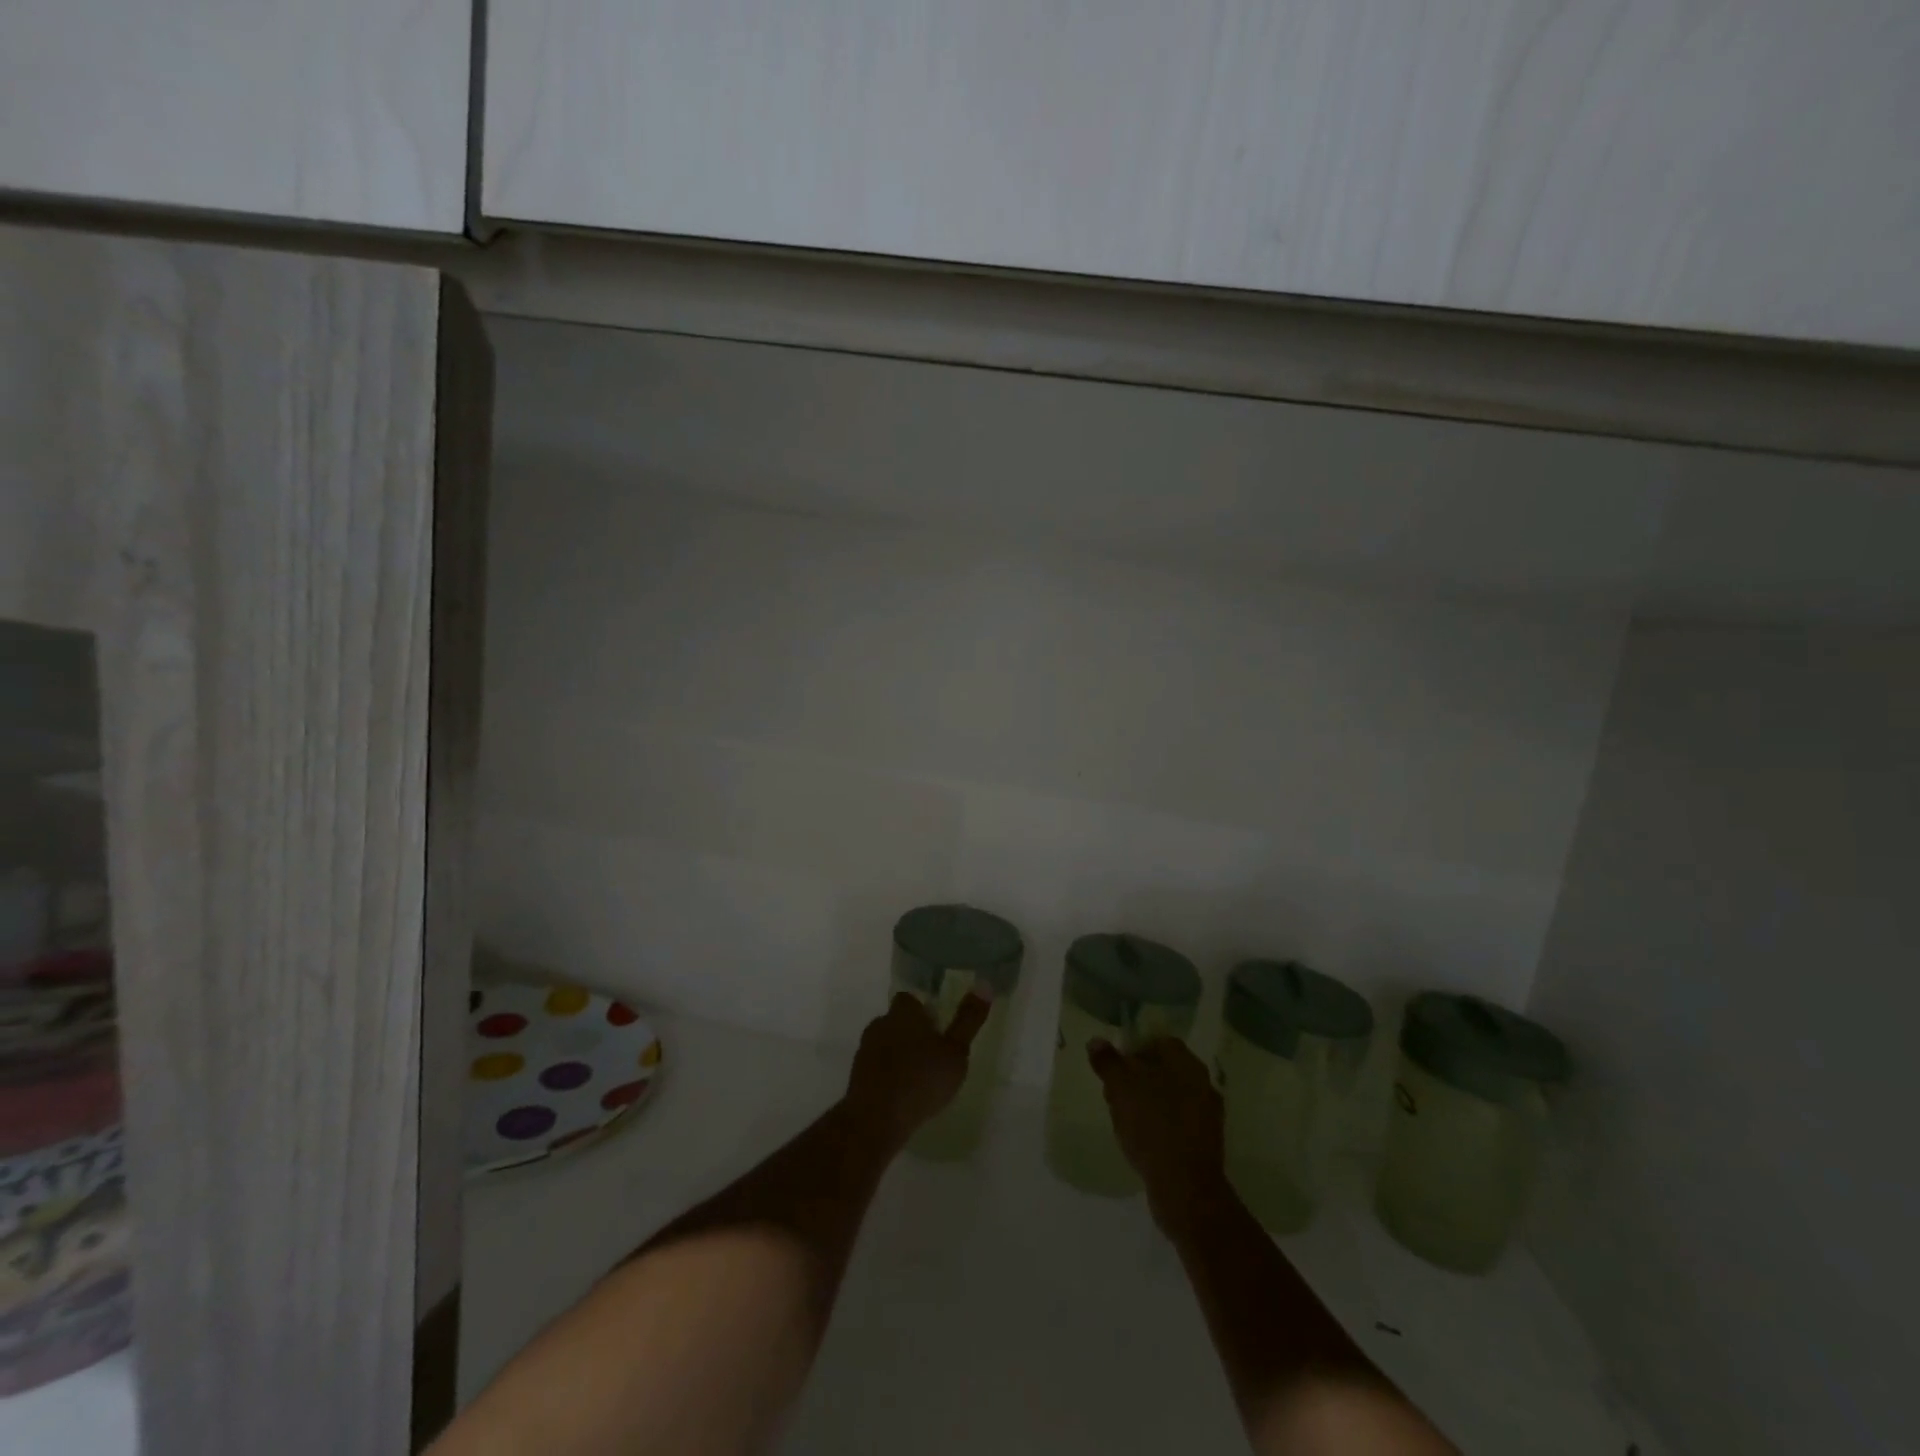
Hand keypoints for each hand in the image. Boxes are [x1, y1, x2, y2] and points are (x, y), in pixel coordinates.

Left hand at [843, 992, 990, 1149]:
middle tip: (933, 1054)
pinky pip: (877, 1067)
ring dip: (899, 1054)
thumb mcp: (956, 1051)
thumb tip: (984, 983)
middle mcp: (881, 1023)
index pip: (910, 999)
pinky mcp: (856, 1075)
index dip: (923, 1010)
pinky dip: (888, 1074)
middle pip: (898, 1020)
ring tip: (919, 1076)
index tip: (938, 1026)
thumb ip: (969, 1019)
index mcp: (904, 1012)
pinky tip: (902, 1093)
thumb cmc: (922, 1079)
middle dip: (912, 1032)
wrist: (876, 1118)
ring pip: (886, 1043)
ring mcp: (865, 1050)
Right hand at [1089, 1036, 1228, 1234]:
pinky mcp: (1206, 1143)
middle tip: (1114, 1094)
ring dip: (1147, 1103)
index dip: (1134, 1050)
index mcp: (1186, 1063)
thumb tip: (1096, 1041)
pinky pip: (1177, 1123)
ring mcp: (1207, 1115)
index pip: (1159, 1042)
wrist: (1185, 1188)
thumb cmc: (1152, 1127)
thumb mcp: (1121, 1088)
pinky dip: (1159, 1126)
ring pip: (1170, 1097)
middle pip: (1164, 1070)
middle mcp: (1203, 1083)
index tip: (1114, 1067)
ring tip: (1124, 1120)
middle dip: (1137, 1078)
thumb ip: (1108, 1062)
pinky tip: (1142, 1141)